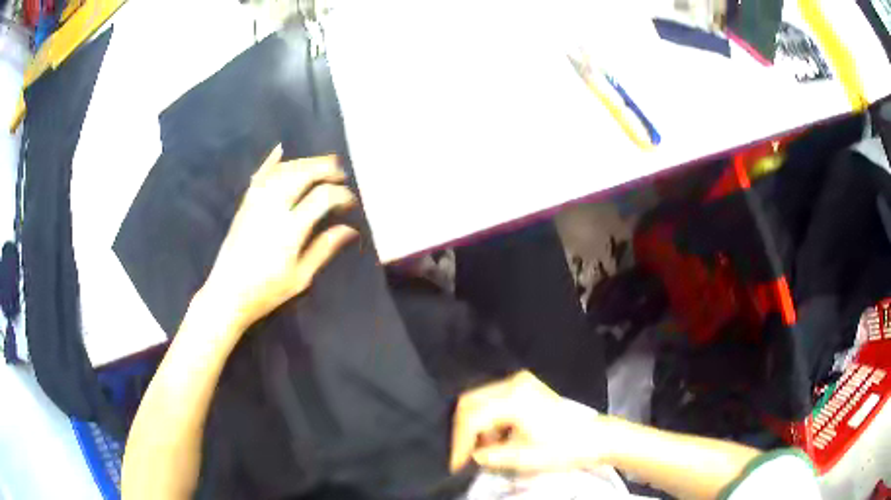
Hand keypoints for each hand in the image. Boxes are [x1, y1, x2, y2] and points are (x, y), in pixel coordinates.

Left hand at [202, 144, 357, 332]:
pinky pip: (259, 176)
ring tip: (320, 163)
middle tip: (340, 172)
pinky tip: (281, 149)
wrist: (226, 294)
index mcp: (289, 231)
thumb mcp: (300, 277)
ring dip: (304, 162)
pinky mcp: (244, 205)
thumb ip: (323, 249)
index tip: (350, 201)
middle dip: (324, 168)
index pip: (321, 198)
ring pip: (282, 171)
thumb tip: (349, 229)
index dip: (340, 195)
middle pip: (302, 175)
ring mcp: (255, 204)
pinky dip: (271, 161)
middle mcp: (272, 210)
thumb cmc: (266, 292)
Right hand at [450, 371, 612, 474]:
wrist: (596, 437)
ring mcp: (520, 382)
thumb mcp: (525, 457)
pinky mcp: (525, 387)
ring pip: (479, 400)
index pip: (472, 417)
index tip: (456, 465)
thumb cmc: (564, 448)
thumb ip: (491, 455)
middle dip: (463, 432)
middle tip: (463, 457)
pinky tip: (497, 438)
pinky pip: (493, 400)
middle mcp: (514, 383)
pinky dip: (488, 420)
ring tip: (485, 449)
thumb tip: (471, 455)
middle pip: (470, 402)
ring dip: (475, 426)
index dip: (460, 443)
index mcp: (514, 398)